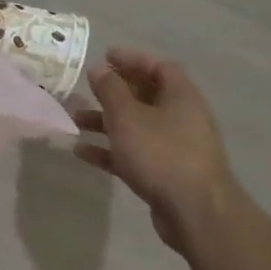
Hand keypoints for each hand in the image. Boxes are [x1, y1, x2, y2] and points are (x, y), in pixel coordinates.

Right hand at [73, 47, 237, 254]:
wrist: (195, 213)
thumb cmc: (161, 153)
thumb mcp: (128, 116)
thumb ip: (110, 89)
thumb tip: (99, 68)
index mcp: (181, 96)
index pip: (159, 67)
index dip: (132, 58)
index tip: (105, 56)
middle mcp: (181, 118)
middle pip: (146, 96)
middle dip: (114, 91)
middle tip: (87, 87)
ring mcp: (174, 147)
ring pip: (136, 126)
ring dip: (106, 121)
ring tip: (75, 120)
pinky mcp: (165, 174)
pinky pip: (133, 153)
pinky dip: (109, 150)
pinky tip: (81, 152)